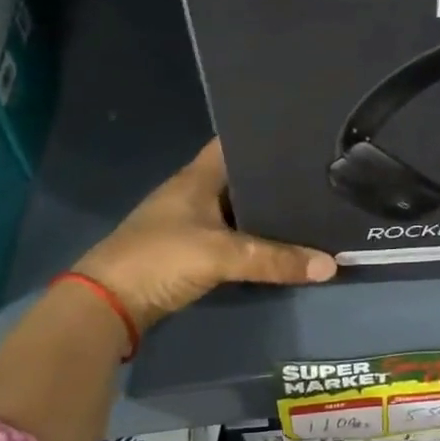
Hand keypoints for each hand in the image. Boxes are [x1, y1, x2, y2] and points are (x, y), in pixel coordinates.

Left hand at [73, 139, 335, 326]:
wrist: (107, 304)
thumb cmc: (160, 259)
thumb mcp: (221, 255)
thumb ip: (275, 259)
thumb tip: (331, 265)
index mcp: (197, 178)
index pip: (235, 143)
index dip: (264, 136)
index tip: (303, 136)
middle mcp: (195, 193)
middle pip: (242, 177)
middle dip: (276, 176)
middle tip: (320, 174)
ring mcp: (191, 222)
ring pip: (239, 208)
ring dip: (266, 210)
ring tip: (312, 204)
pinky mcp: (191, 250)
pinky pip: (233, 235)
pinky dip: (255, 237)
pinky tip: (282, 240)